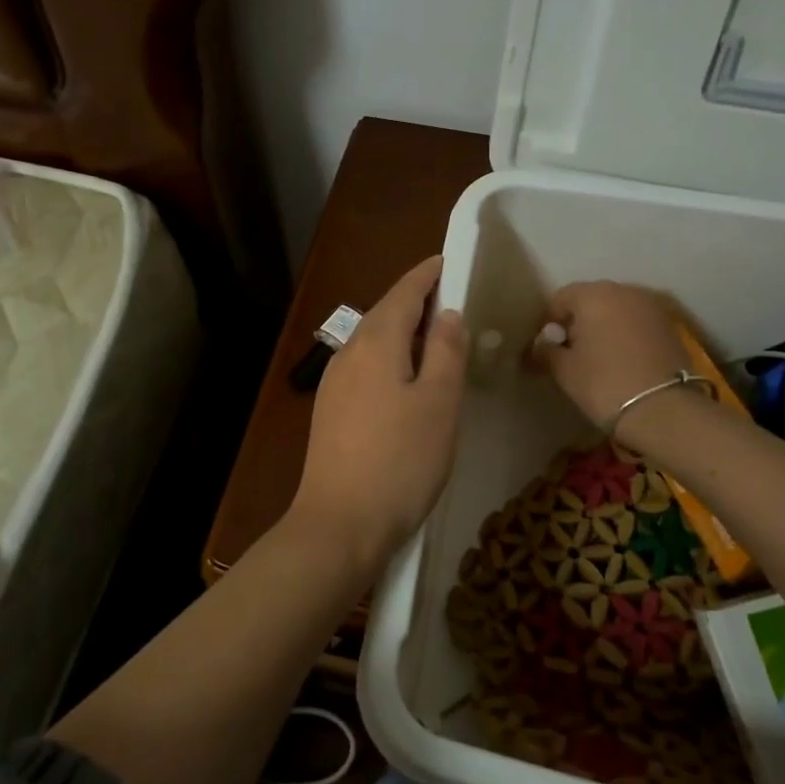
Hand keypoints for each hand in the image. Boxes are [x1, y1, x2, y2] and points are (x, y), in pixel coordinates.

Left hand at [290, 257, 467, 574]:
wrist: (341, 523)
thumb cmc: (400, 460)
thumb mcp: (439, 402)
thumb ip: (445, 351)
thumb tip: (446, 314)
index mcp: (375, 342)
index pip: (404, 292)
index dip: (428, 274)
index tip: (449, 261)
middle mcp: (347, 354)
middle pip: (386, 314)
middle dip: (417, 302)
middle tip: (453, 301)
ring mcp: (334, 384)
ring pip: (374, 343)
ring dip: (404, 333)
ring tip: (436, 339)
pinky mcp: (331, 412)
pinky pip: (366, 368)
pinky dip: (391, 360)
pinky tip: (407, 381)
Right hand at [533, 281, 688, 436]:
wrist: (664, 409)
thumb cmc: (604, 383)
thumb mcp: (564, 370)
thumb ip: (546, 351)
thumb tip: (540, 346)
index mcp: (593, 295)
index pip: (560, 298)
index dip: (548, 321)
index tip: (545, 346)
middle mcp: (624, 291)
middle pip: (590, 300)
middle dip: (577, 321)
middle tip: (569, 351)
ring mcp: (651, 307)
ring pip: (616, 310)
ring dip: (603, 327)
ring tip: (596, 357)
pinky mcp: (669, 326)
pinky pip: (636, 323)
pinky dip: (625, 334)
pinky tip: (621, 360)